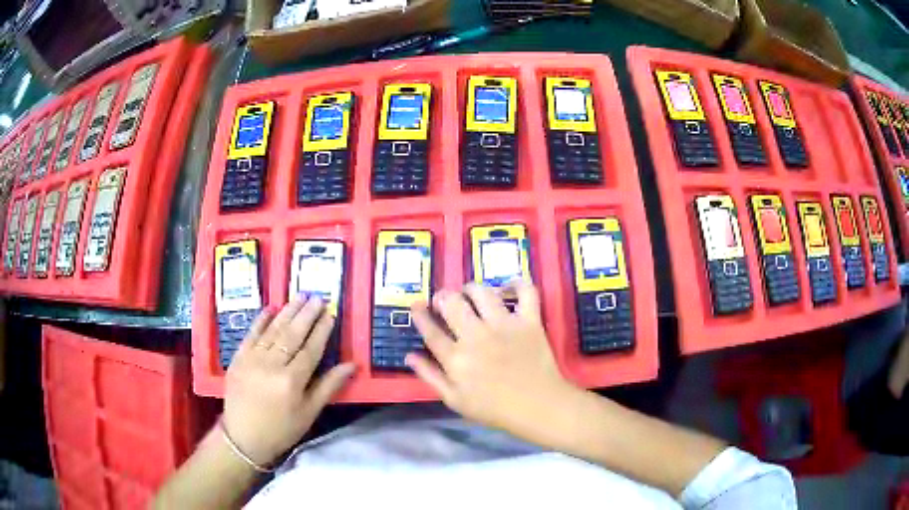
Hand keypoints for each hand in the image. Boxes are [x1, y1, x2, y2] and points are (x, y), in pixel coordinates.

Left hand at [223, 296, 354, 467]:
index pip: (311, 349)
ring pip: (273, 330)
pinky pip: (251, 334)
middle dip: (307, 314)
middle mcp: (272, 365)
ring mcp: (252, 359)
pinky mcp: (238, 357)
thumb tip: (352, 365)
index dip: (322, 331)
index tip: (330, 314)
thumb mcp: (309, 413)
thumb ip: (328, 386)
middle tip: (318, 297)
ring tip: (300, 296)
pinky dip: (261, 320)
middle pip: (292, 334)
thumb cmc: (281, 429)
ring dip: (288, 311)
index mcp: (292, 381)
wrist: (242, 437)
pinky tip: (271, 308)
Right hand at [406, 281, 574, 440]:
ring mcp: (504, 325)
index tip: (417, 306)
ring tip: (470, 293)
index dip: (420, 315)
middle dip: (443, 297)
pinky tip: (509, 287)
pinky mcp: (529, 321)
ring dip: (472, 289)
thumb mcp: (455, 401)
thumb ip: (430, 376)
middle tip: (444, 300)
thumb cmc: (494, 408)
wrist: (537, 407)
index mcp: (456, 358)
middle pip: (453, 304)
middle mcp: (477, 336)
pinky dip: (518, 283)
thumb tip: (409, 355)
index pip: (431, 330)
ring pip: (482, 292)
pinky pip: (525, 292)